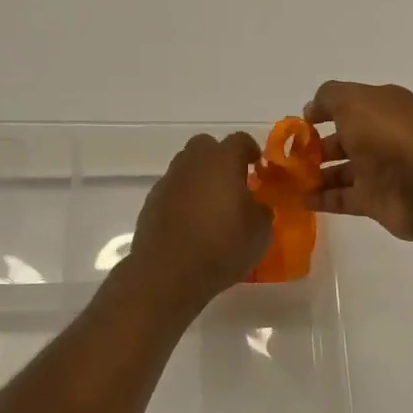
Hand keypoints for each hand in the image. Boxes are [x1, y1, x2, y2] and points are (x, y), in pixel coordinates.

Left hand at [127, 132, 272, 301]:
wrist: (169, 273)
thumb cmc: (223, 247)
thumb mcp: (261, 232)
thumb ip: (262, 210)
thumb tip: (256, 205)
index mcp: (223, 161)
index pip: (240, 140)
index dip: (251, 150)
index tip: (257, 166)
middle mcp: (192, 163)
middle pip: (206, 145)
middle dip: (219, 158)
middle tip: (232, 182)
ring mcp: (168, 181)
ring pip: (186, 167)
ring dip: (199, 178)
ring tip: (211, 205)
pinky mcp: (151, 202)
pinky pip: (172, 190)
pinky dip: (182, 198)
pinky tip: (190, 223)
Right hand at [303, 81, 412, 240]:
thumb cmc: (387, 133)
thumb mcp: (352, 100)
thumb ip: (328, 97)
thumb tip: (312, 109)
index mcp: (383, 107)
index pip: (350, 105)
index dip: (324, 111)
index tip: (300, 123)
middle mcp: (383, 136)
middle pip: (345, 139)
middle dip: (316, 146)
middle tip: (289, 156)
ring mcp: (380, 170)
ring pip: (342, 171)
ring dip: (316, 174)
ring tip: (289, 179)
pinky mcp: (376, 201)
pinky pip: (343, 199)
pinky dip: (322, 199)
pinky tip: (300, 199)